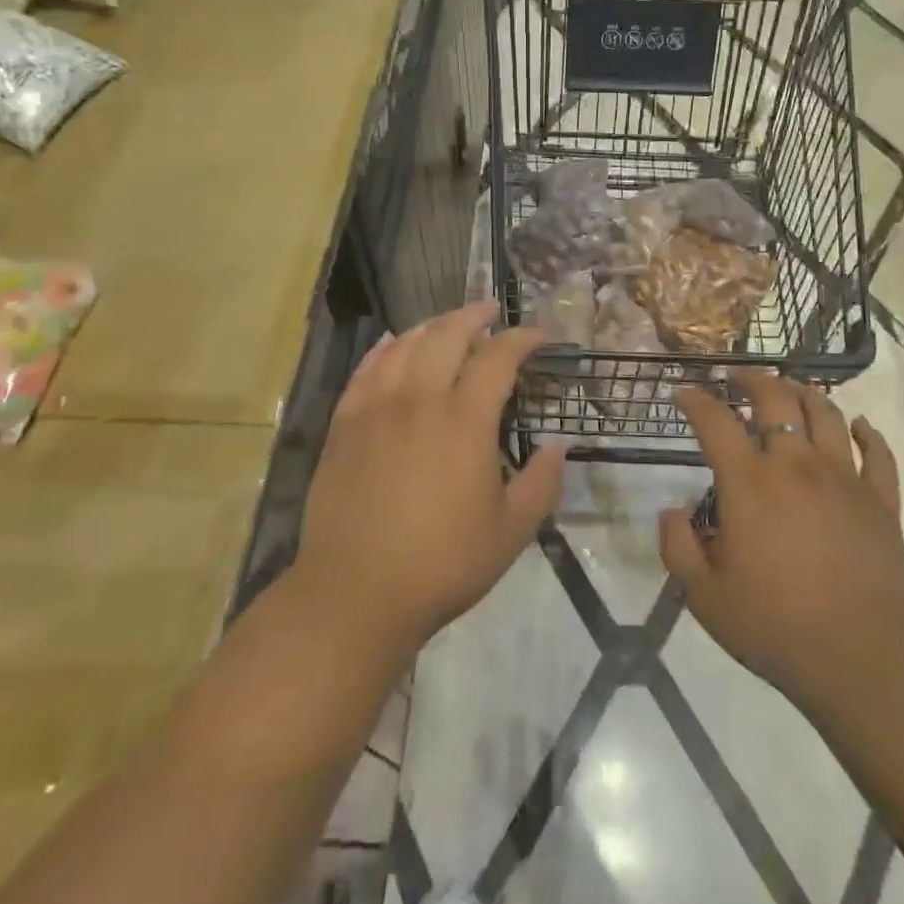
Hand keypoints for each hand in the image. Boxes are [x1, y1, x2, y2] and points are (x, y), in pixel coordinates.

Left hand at [295, 301, 563, 661]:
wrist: (355, 593)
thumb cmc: (442, 563)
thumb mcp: (511, 531)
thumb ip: (542, 482)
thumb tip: (558, 444)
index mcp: (465, 420)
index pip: (498, 357)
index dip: (521, 338)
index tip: (538, 334)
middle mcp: (420, 399)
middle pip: (448, 335)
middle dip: (474, 315)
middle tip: (490, 310)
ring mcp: (376, 408)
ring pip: (405, 345)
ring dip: (432, 326)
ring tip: (448, 324)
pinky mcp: (345, 424)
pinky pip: (366, 369)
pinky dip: (384, 348)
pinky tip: (393, 343)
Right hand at [659, 372, 903, 715]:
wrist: (864, 659)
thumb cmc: (776, 627)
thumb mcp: (704, 596)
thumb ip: (678, 547)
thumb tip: (671, 511)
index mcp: (749, 482)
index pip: (715, 421)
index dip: (696, 400)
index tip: (684, 392)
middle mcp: (796, 465)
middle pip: (776, 398)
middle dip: (752, 379)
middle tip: (738, 379)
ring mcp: (844, 478)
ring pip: (826, 413)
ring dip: (804, 393)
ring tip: (790, 390)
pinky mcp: (881, 501)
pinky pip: (877, 453)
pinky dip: (867, 432)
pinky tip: (858, 425)